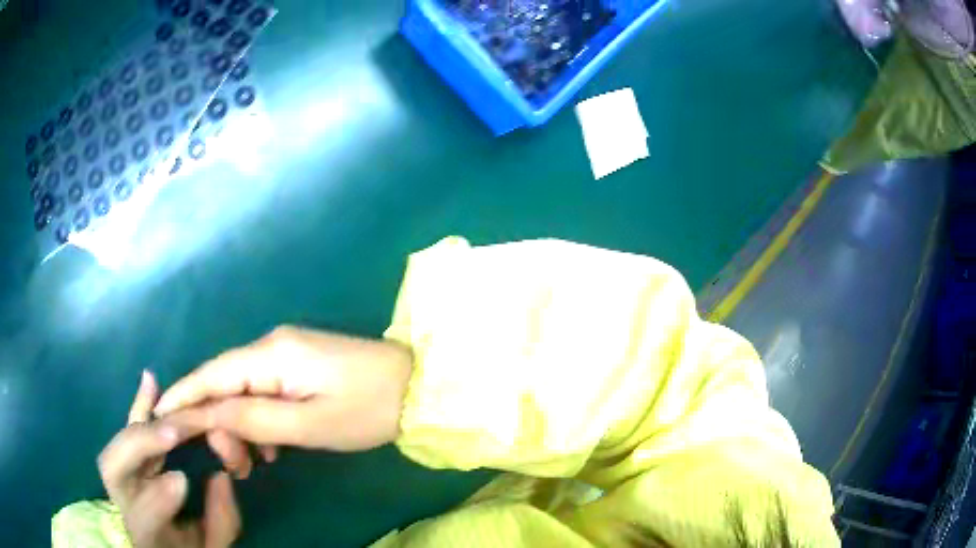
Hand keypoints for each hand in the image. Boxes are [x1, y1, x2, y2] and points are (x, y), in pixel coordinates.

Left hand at [98, 371, 240, 547]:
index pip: (140, 518)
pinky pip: (127, 431)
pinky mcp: (127, 462)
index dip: (157, 497)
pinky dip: (138, 407)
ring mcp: (121, 482)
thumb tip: (221, 475)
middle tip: (173, 431)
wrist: (165, 547)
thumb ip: (220, 522)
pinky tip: (150, 381)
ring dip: (140, 422)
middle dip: (140, 445)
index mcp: (145, 535)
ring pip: (117, 445)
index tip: (182, 478)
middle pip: (113, 470)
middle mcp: (123, 504)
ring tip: (166, 401)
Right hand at [156, 326, 412, 473]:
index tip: (158, 416)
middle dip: (220, 426)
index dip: (183, 396)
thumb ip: (254, 420)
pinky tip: (272, 449)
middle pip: (225, 385)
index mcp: (271, 355)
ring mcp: (285, 354)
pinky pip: (264, 394)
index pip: (211, 374)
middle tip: (237, 467)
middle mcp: (271, 346)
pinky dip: (260, 422)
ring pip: (243, 392)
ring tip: (254, 465)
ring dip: (241, 429)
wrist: (419, 387)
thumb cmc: (368, 409)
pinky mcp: (298, 367)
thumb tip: (207, 416)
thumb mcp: (310, 425)